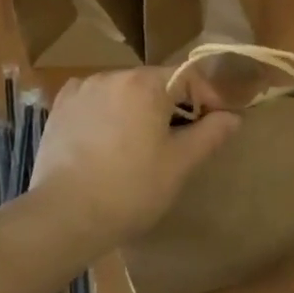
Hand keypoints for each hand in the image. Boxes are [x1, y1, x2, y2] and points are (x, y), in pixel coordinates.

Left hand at [30, 68, 238, 248]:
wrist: (63, 217)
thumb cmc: (131, 189)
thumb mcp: (180, 164)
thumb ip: (211, 133)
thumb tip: (233, 116)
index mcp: (145, 83)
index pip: (189, 77)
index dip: (208, 97)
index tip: (216, 124)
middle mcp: (113, 75)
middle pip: (154, 83)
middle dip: (172, 105)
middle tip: (180, 141)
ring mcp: (82, 89)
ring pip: (124, 92)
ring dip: (139, 110)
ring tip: (141, 147)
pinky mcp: (60, 108)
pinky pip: (96, 102)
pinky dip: (108, 114)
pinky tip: (107, 144)